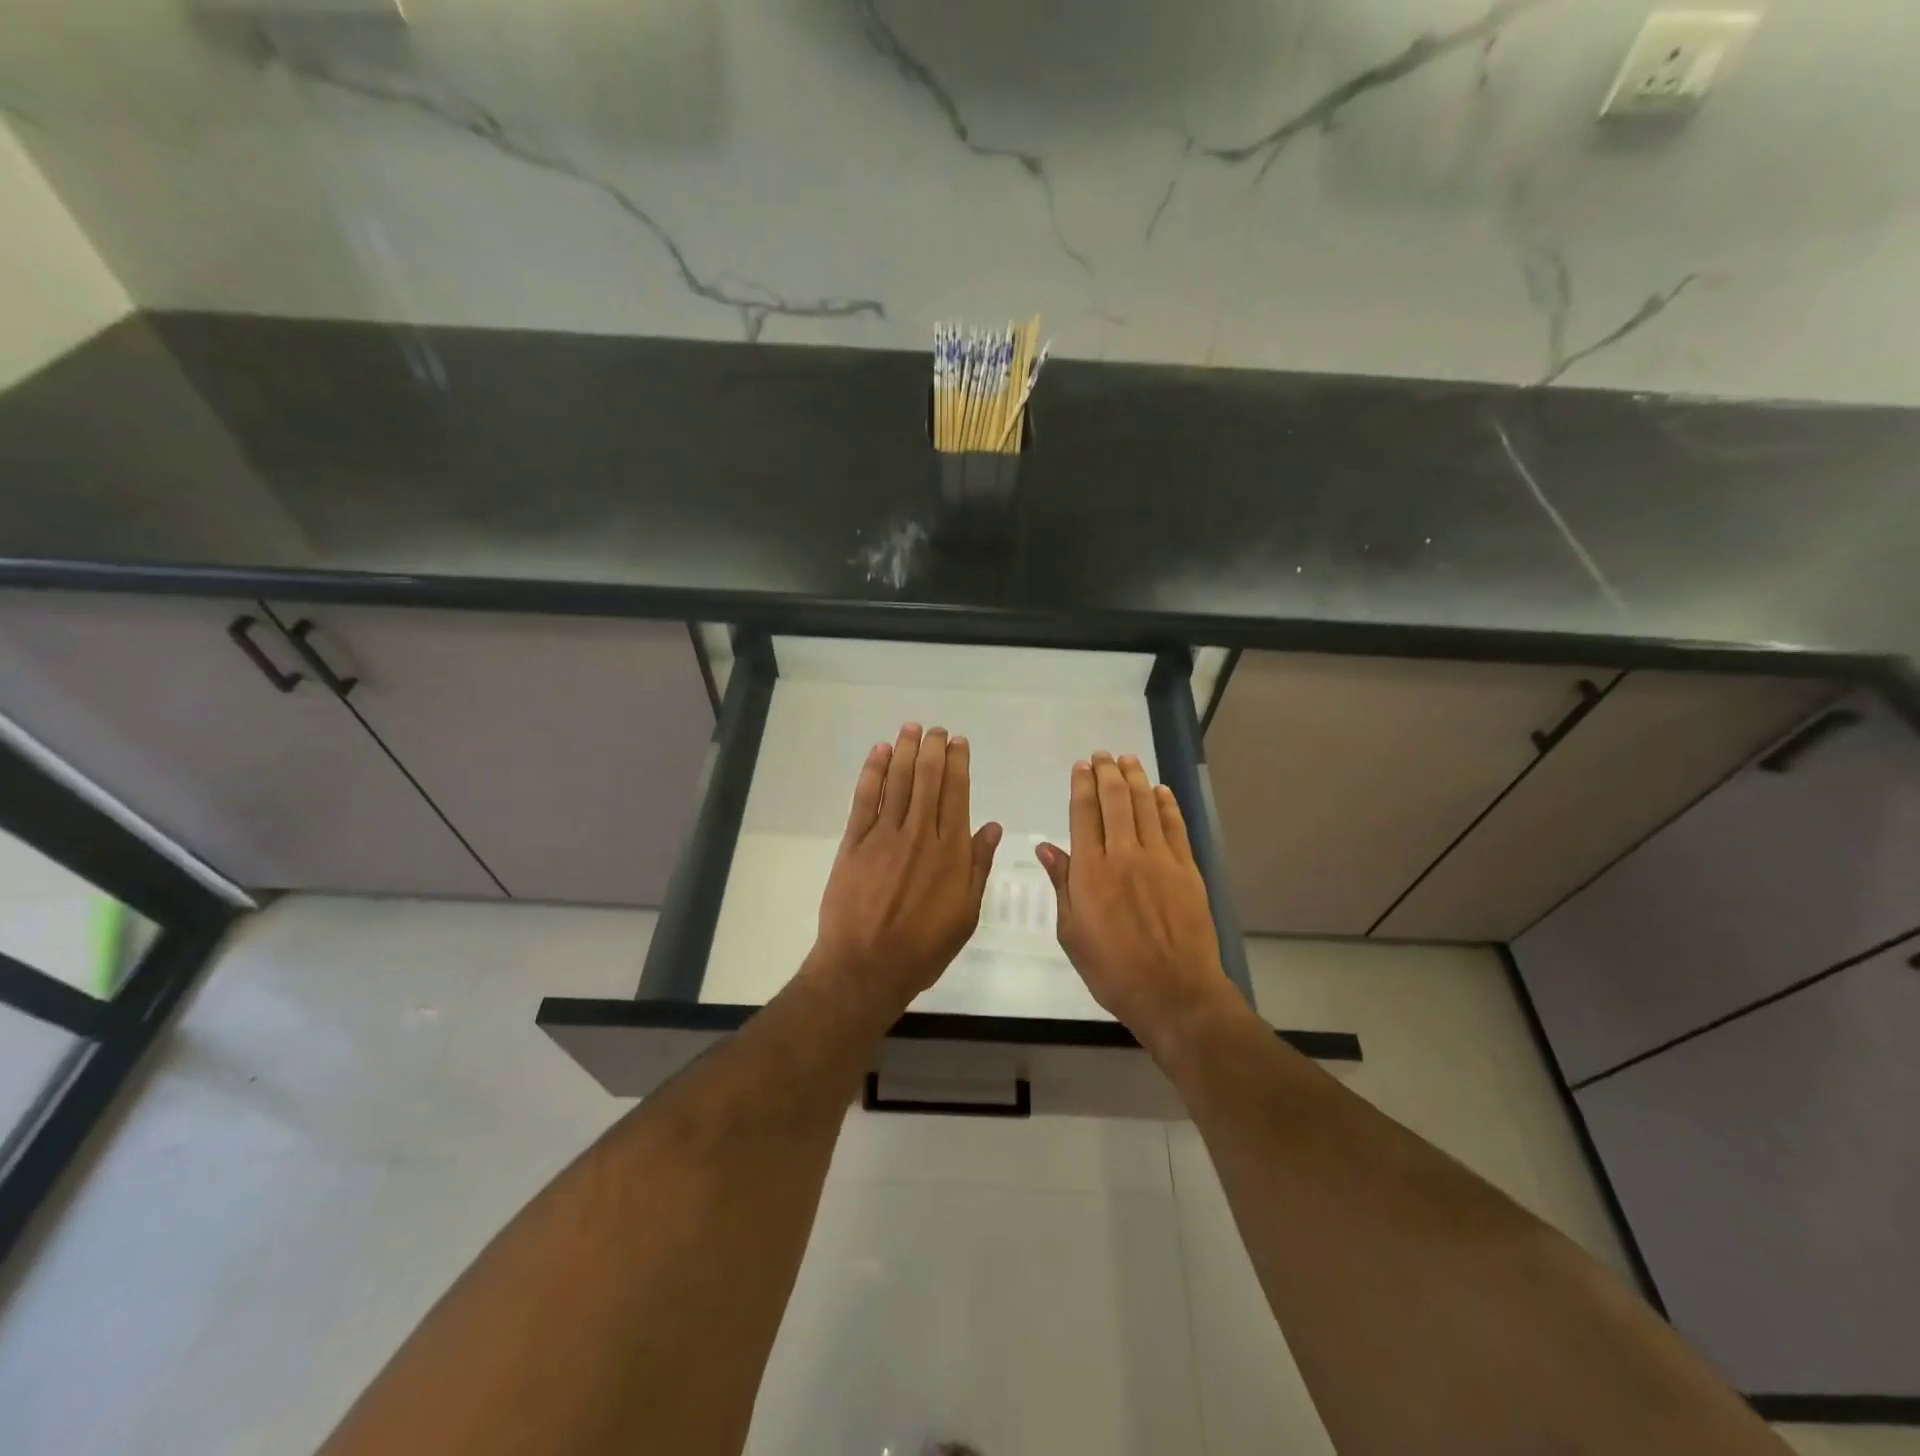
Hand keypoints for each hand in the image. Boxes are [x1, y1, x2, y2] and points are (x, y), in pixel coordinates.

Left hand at [807, 723, 1002, 1014]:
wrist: (867, 966)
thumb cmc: (923, 948)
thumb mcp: (966, 914)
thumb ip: (978, 866)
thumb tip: (992, 826)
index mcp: (951, 851)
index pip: (957, 794)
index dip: (958, 764)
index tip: (958, 743)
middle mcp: (921, 834)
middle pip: (928, 780)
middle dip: (932, 749)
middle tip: (935, 729)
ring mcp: (885, 836)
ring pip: (899, 781)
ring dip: (905, 750)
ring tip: (910, 728)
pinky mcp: (855, 842)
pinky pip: (866, 799)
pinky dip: (873, 772)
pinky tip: (879, 753)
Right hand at [1037, 752, 1232, 1047]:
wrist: (1173, 991)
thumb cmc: (1112, 969)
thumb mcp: (1071, 932)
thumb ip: (1061, 885)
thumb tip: (1047, 848)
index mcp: (1090, 870)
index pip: (1083, 813)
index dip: (1081, 785)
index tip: (1080, 766)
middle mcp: (1123, 854)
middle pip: (1115, 800)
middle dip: (1107, 772)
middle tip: (1102, 755)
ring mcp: (1159, 859)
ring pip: (1145, 805)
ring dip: (1136, 778)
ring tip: (1128, 759)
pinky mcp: (1186, 869)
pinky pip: (1174, 826)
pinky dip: (1166, 804)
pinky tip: (1160, 790)